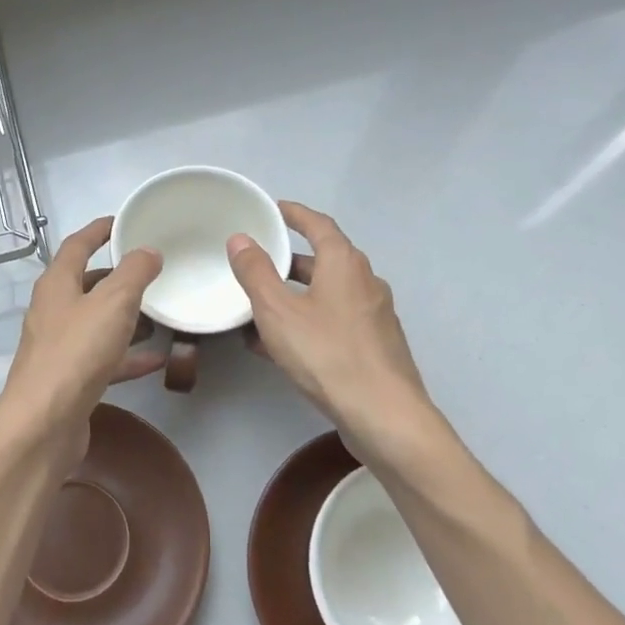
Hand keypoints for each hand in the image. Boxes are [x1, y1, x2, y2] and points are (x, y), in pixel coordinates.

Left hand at [0, 217, 163, 464]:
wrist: (44, 423)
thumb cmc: (77, 352)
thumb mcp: (113, 302)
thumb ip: (134, 272)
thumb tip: (148, 250)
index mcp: (56, 284)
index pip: (77, 245)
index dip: (99, 230)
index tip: (123, 222)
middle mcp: (53, 311)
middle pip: (86, 284)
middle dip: (117, 278)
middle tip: (151, 273)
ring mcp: (59, 347)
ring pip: (96, 323)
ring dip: (125, 318)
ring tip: (159, 316)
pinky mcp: (69, 379)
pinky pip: (104, 358)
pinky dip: (128, 356)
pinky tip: (157, 359)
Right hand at [227, 202, 441, 468]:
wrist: (383, 415)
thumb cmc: (327, 354)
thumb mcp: (278, 310)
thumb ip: (256, 273)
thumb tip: (241, 239)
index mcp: (345, 264)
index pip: (318, 225)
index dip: (294, 214)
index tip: (273, 209)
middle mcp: (365, 282)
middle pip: (325, 260)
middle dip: (290, 261)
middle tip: (258, 263)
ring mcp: (373, 316)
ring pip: (327, 295)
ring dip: (295, 296)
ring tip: (259, 308)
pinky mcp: (374, 346)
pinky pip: (333, 322)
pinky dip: (307, 322)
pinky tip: (280, 346)